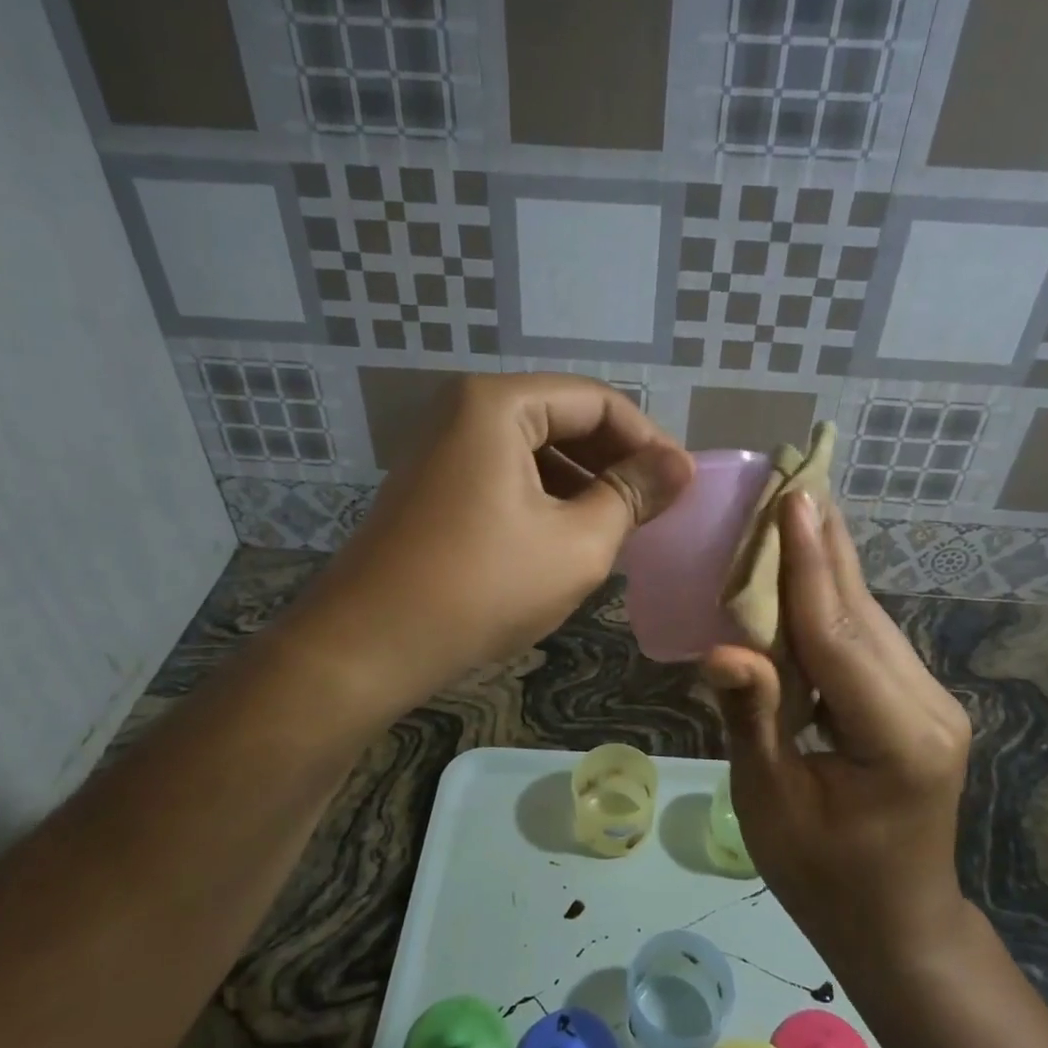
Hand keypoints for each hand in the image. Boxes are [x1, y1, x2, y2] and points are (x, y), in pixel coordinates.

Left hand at [309, 373, 692, 698]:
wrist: (367, 647)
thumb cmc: (482, 587)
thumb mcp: (577, 543)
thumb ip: (632, 496)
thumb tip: (679, 467)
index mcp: (499, 405)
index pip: (597, 401)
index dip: (648, 440)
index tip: (681, 485)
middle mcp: (464, 411)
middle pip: (563, 419)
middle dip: (614, 462)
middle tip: (655, 508)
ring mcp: (441, 450)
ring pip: (534, 452)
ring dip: (582, 484)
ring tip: (620, 527)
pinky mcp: (432, 488)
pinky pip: (505, 477)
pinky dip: (545, 500)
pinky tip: (568, 539)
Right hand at [701, 493, 972, 977]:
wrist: (898, 926)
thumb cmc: (824, 878)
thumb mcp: (772, 805)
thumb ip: (752, 718)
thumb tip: (720, 649)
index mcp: (895, 735)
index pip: (838, 633)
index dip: (808, 565)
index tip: (795, 498)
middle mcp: (927, 704)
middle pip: (861, 612)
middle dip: (823, 545)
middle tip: (795, 477)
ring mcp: (930, 701)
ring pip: (869, 619)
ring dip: (828, 566)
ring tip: (796, 509)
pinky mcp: (919, 704)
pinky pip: (869, 641)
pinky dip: (833, 603)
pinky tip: (809, 572)